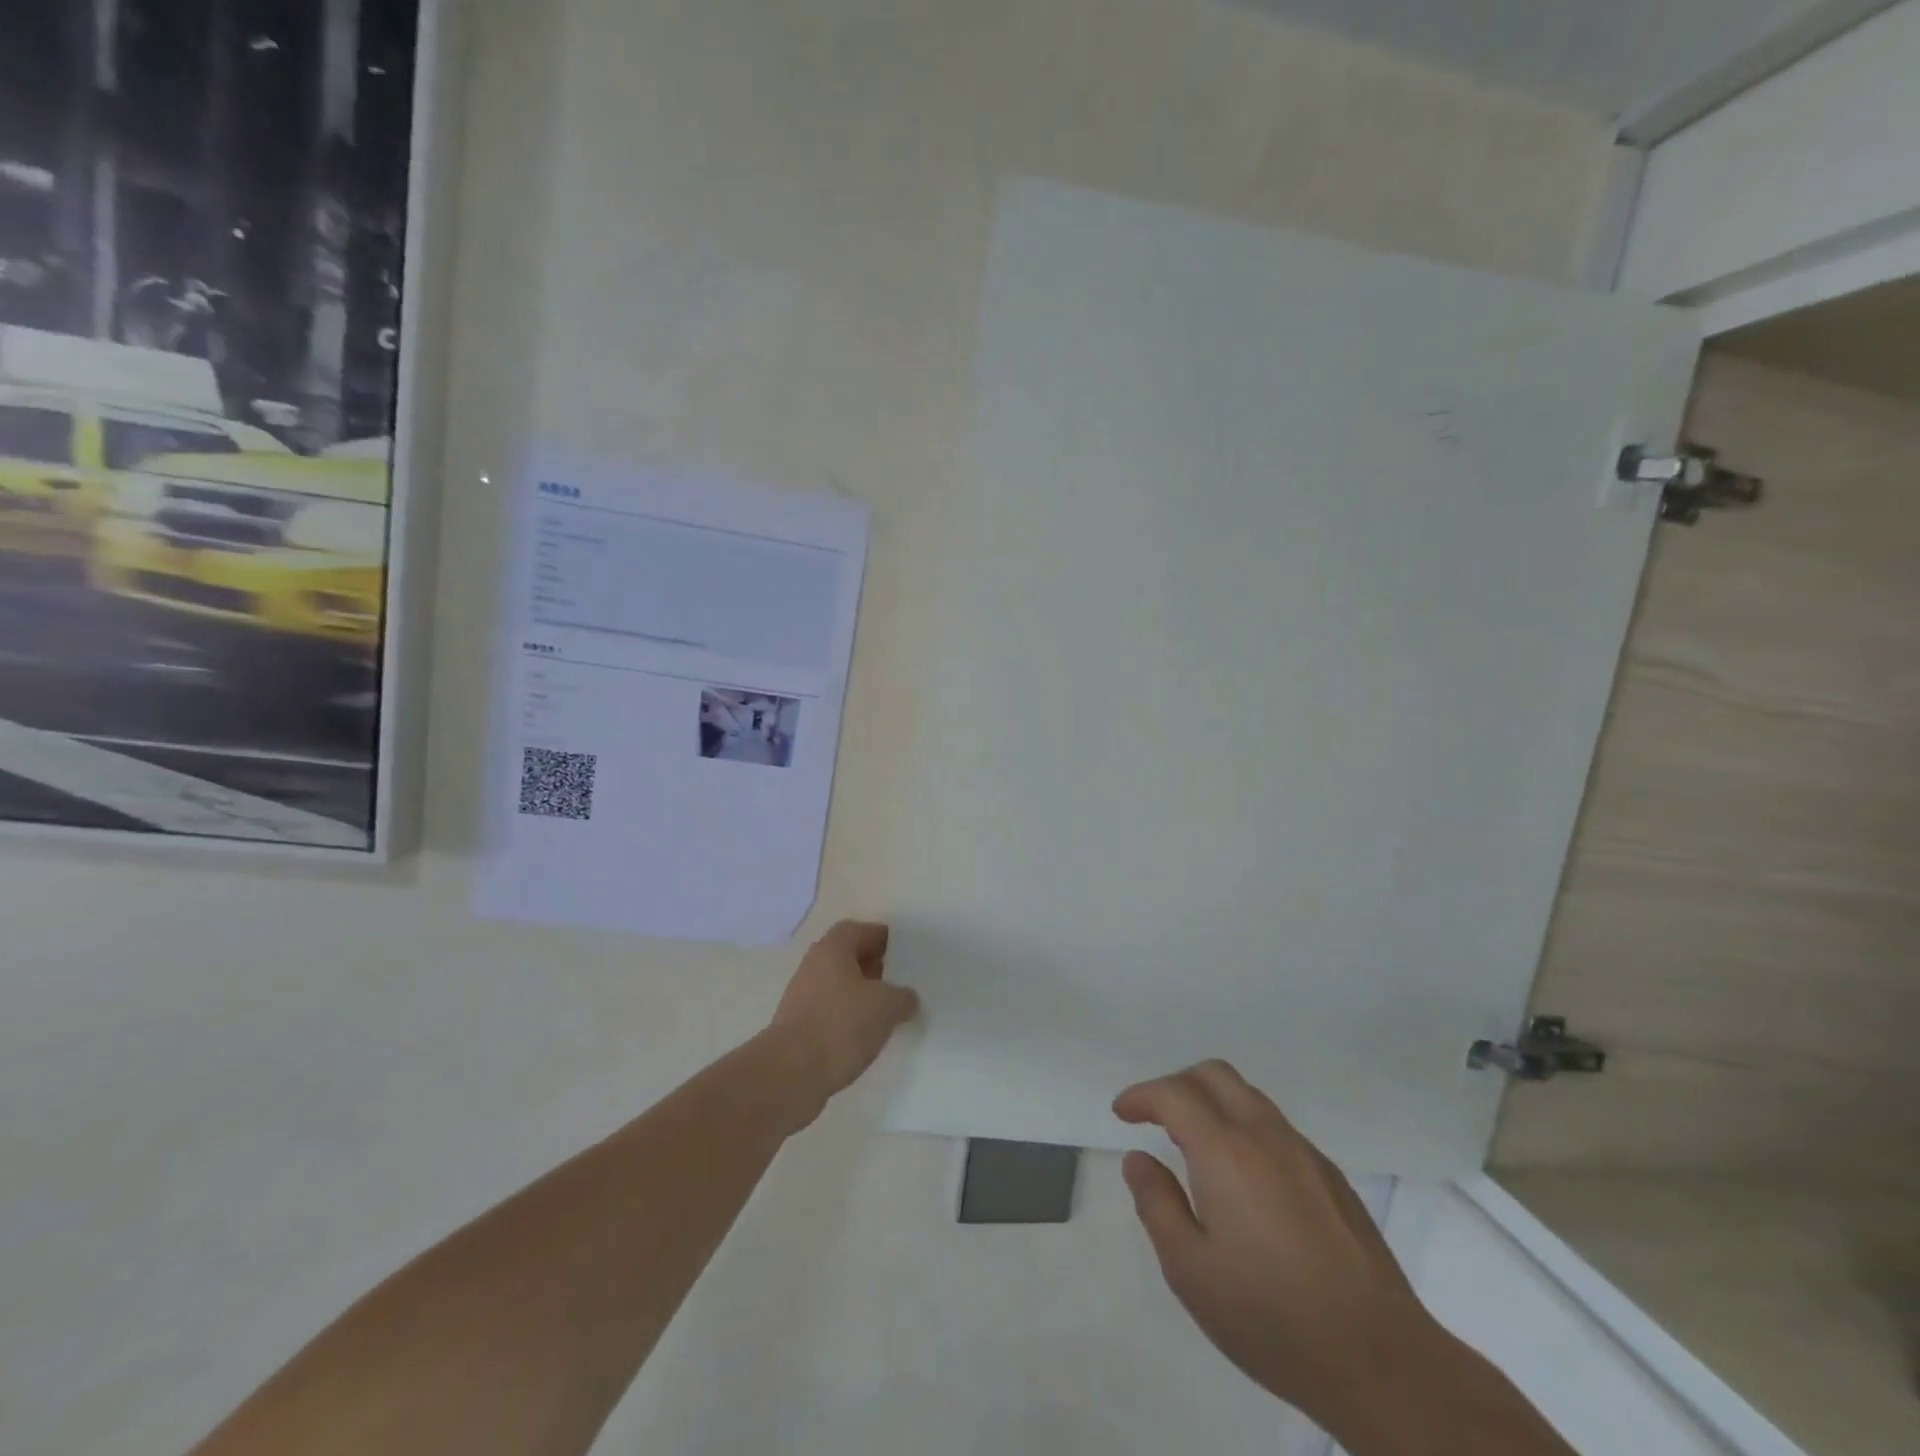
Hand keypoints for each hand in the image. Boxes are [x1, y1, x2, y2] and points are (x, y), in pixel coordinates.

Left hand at [768, 921, 918, 1115]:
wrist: (790, 1074)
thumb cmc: (840, 1025)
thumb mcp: (886, 1006)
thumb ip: (903, 997)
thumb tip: (907, 1000)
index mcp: (832, 949)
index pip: (858, 930)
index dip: (881, 937)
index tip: (903, 950)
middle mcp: (814, 966)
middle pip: (848, 957)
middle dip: (874, 966)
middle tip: (900, 980)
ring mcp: (803, 997)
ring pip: (839, 986)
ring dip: (862, 995)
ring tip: (888, 1011)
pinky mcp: (799, 1027)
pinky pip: (831, 1012)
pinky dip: (849, 1018)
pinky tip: (866, 1036)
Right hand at [1113, 1062, 1443, 1440]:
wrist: (1381, 1360)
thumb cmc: (1271, 1316)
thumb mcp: (1190, 1270)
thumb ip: (1156, 1204)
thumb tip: (1138, 1159)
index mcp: (1226, 1150)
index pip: (1174, 1094)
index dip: (1141, 1095)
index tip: (1122, 1112)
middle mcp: (1265, 1135)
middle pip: (1214, 1075)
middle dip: (1176, 1084)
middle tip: (1155, 1118)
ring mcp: (1305, 1153)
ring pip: (1249, 1097)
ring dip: (1213, 1103)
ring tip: (1194, 1146)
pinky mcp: (1332, 1177)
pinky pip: (1276, 1128)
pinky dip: (1245, 1128)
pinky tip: (1244, 1180)